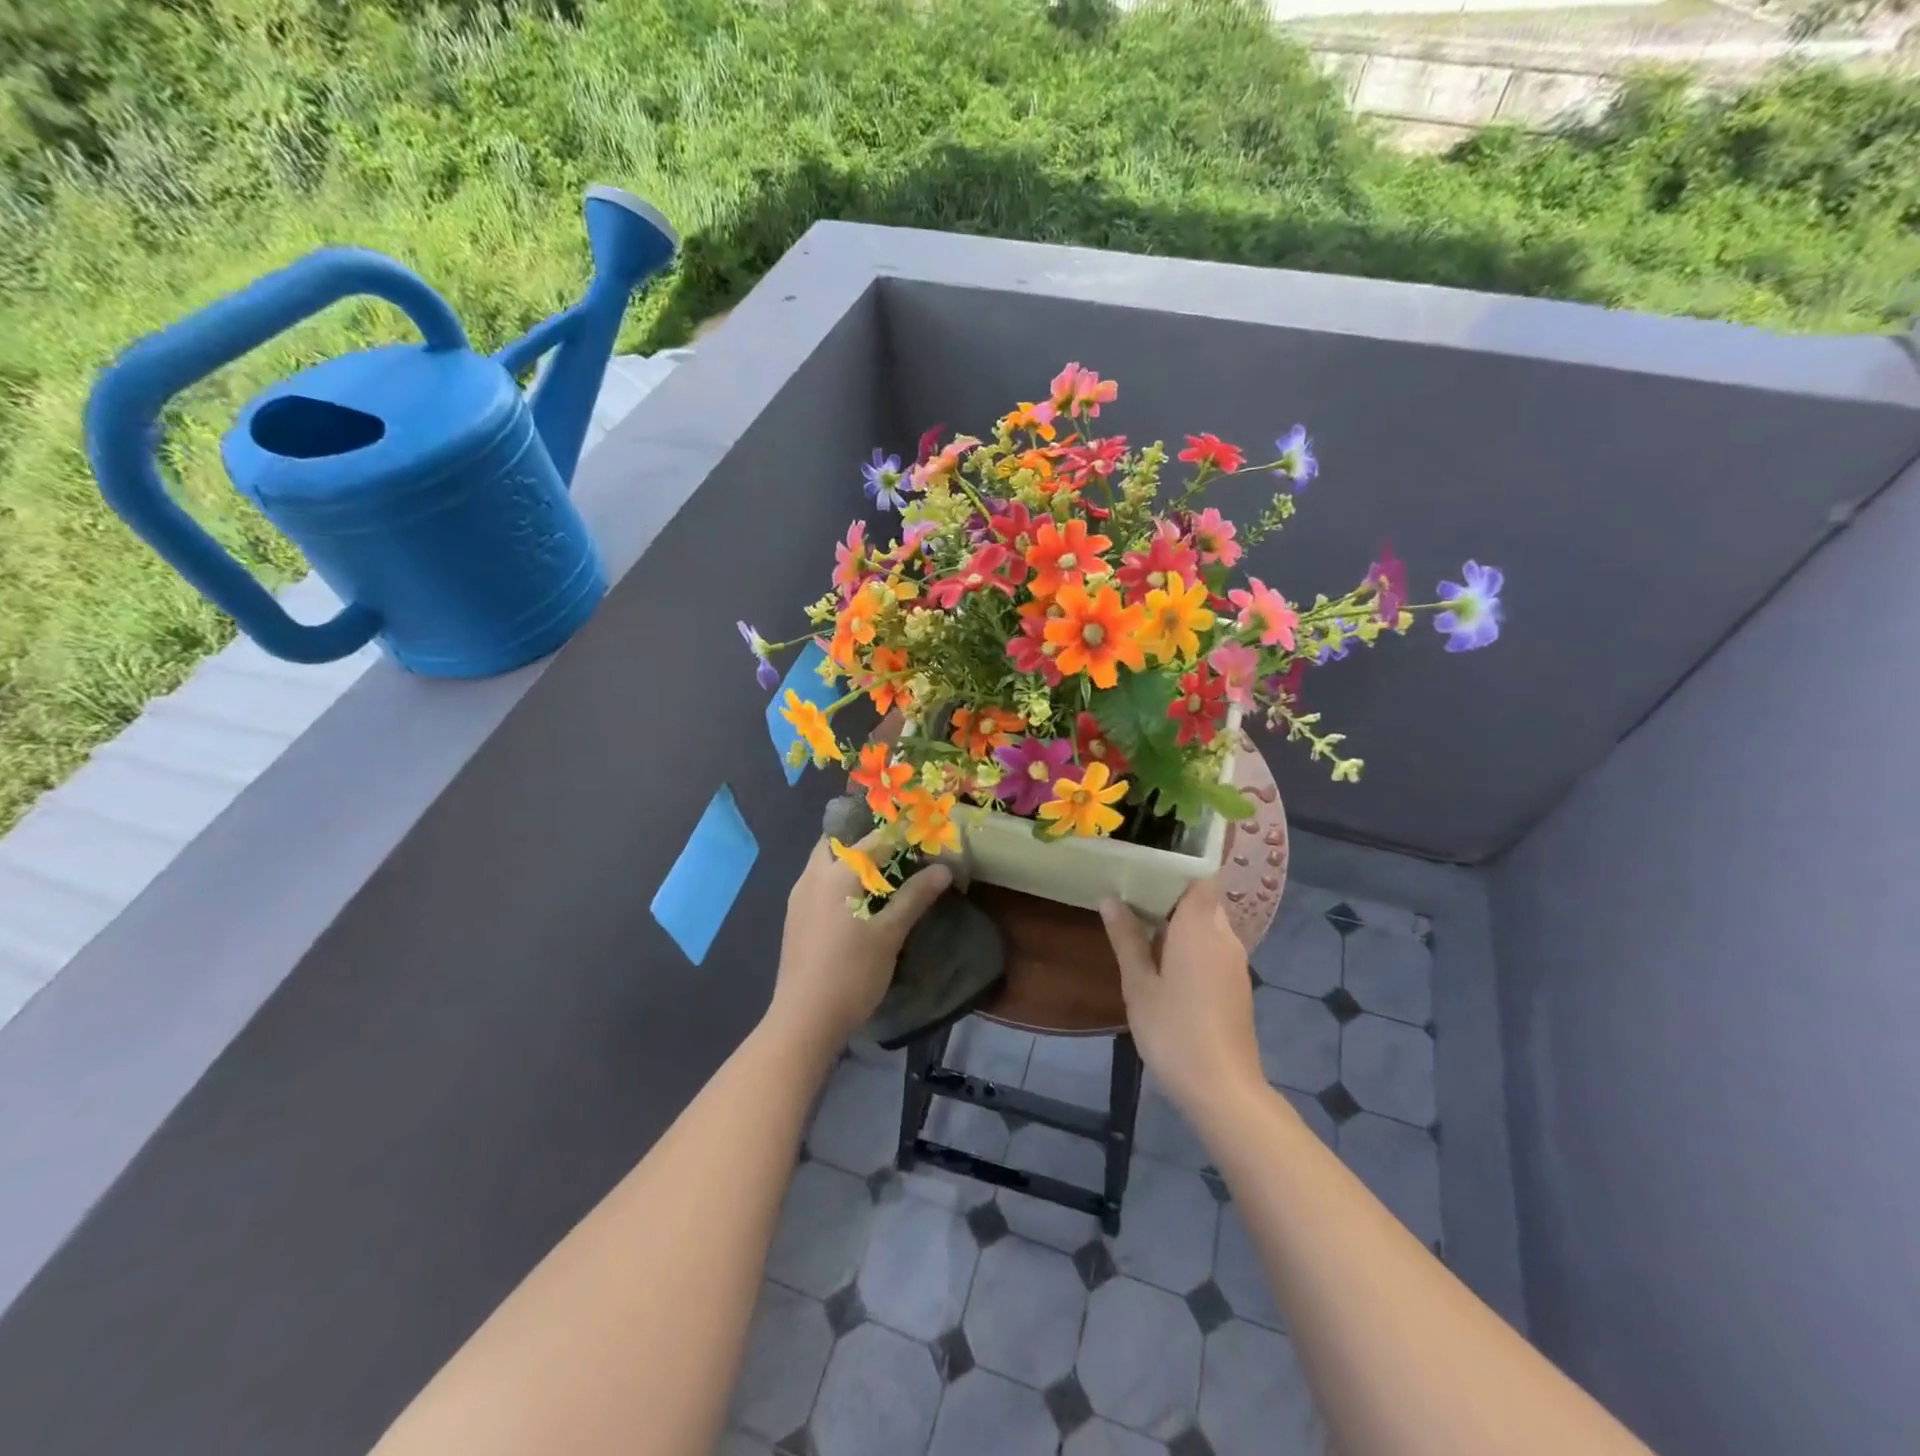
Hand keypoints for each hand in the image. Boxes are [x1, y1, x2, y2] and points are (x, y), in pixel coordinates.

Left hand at [767, 834, 951, 1054]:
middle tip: (895, 851)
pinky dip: (838, 882)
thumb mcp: (890, 934)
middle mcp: (812, 878)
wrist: (804, 1019)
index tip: (921, 835)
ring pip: (823, 864)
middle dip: (864, 842)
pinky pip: (818, 884)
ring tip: (881, 875)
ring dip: (849, 862)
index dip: (899, 835)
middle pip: (836, 843)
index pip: (872, 840)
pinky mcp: (795, 920)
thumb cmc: (851, 972)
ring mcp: (798, 899)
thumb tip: (942, 868)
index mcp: (836, 874)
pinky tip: (857, 903)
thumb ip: (914, 897)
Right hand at [1101, 880, 1263, 1118]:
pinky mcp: (1237, 985)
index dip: (1176, 869)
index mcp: (1200, 927)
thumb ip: (1126, 938)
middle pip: (1203, 899)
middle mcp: (1224, 936)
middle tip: (1132, 894)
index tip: (1146, 868)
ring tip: (1142, 924)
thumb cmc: (1173, 1030)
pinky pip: (1214, 946)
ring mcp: (1235, 963)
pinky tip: (1164, 959)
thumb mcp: (1138, 984)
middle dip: (1172, 895)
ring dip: (1181, 921)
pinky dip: (1192, 943)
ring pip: (1209, 924)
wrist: (1222, 1088)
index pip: (1199, 878)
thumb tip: (1110, 899)